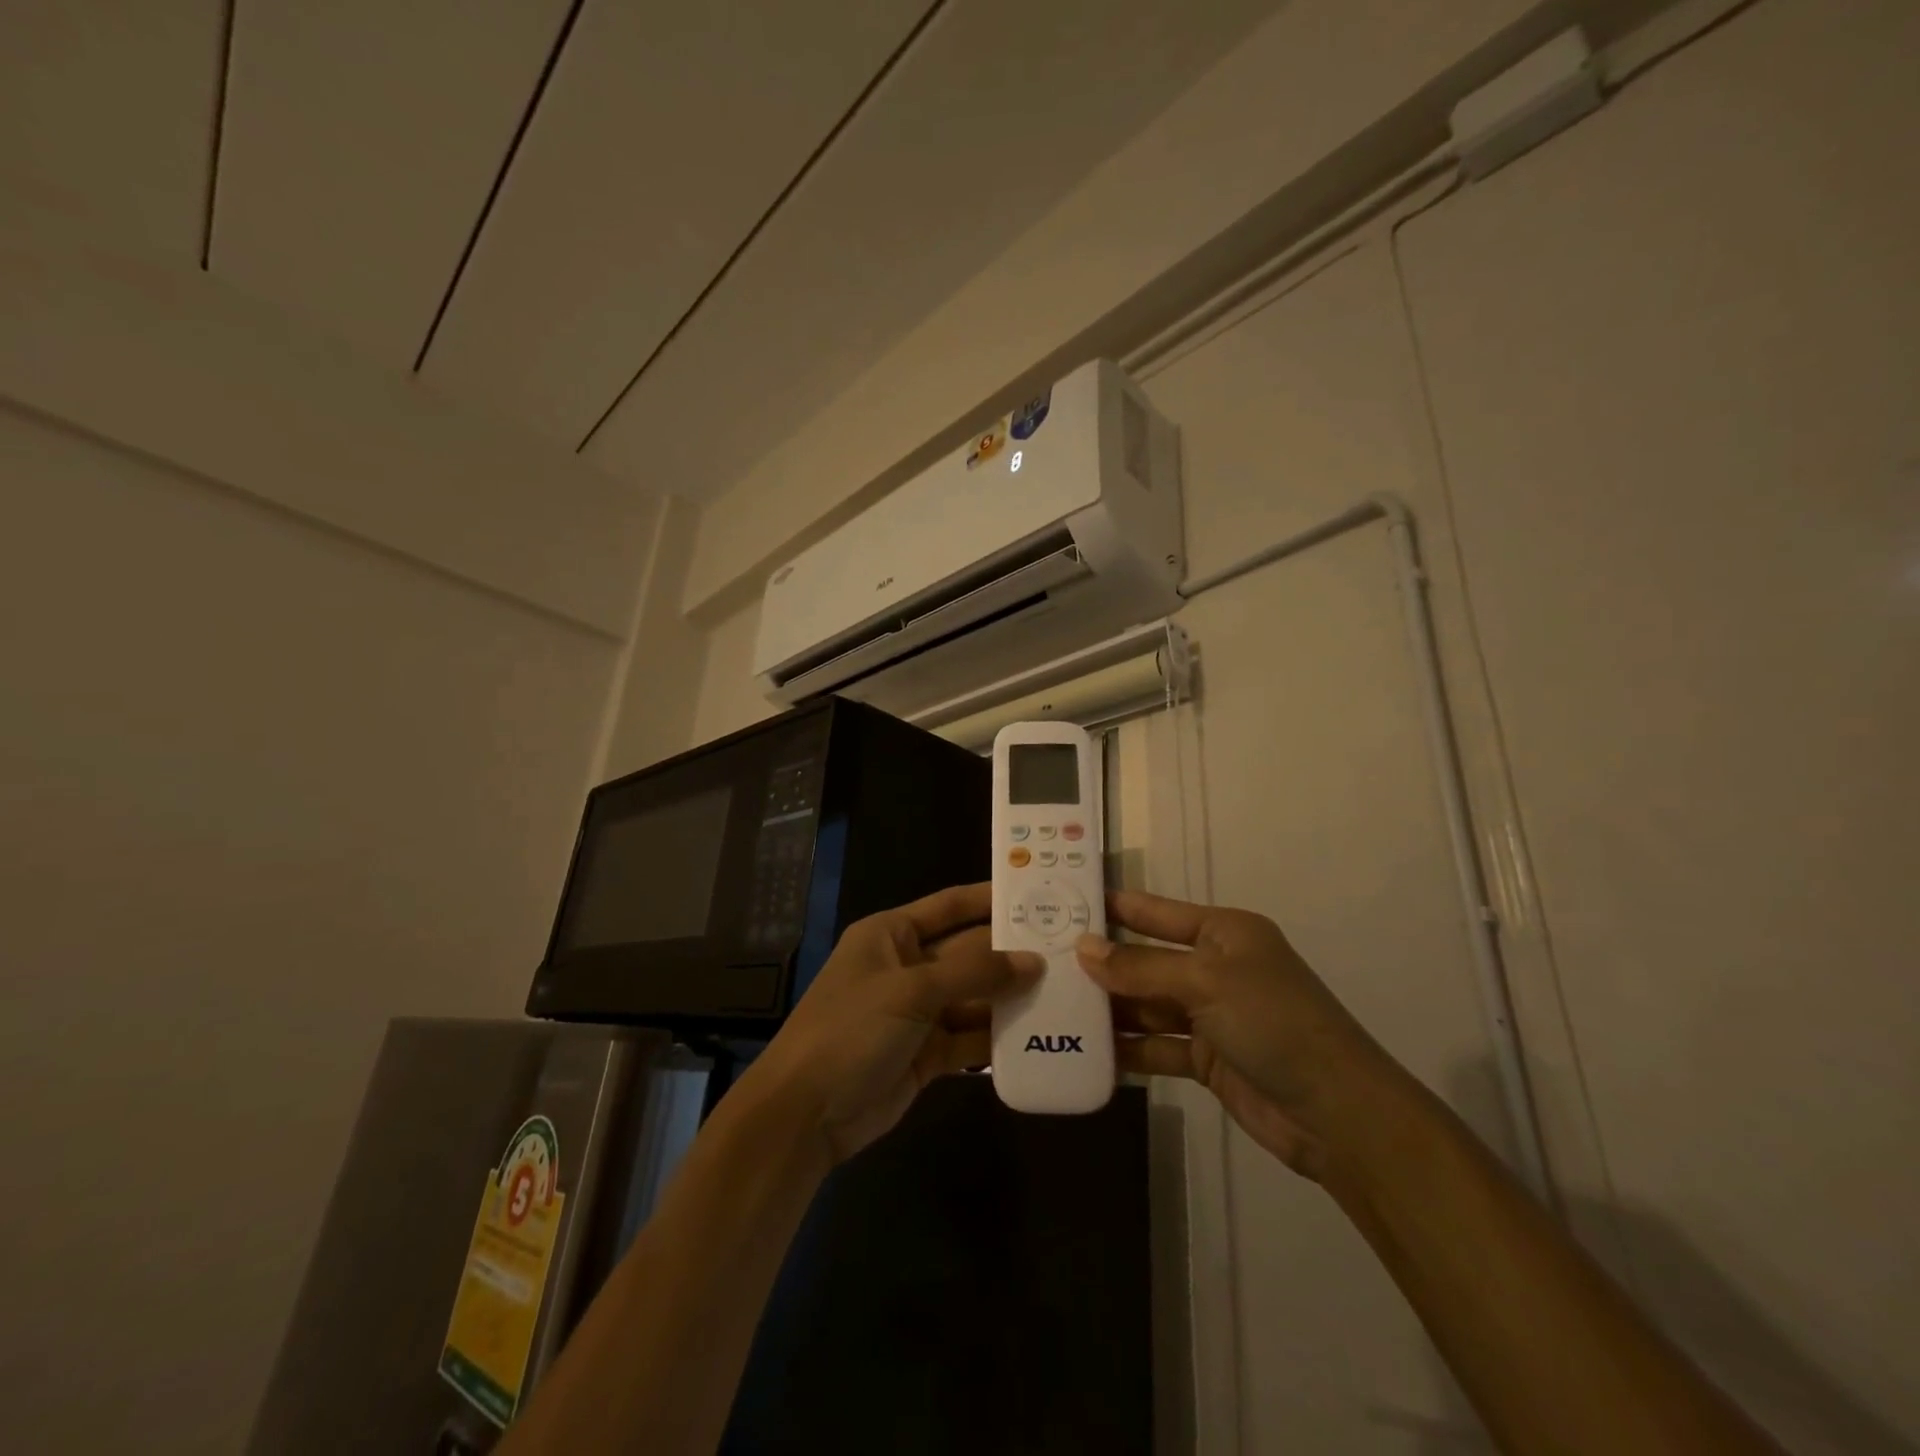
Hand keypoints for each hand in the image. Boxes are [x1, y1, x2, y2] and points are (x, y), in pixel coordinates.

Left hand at [740, 883, 1041, 1164]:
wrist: (805, 1114)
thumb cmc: (851, 1030)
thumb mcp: (911, 991)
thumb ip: (973, 974)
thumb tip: (1032, 962)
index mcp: (892, 935)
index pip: (949, 906)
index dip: (989, 898)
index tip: (1037, 893)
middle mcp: (907, 967)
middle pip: (968, 952)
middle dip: (1010, 953)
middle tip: (1068, 950)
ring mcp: (917, 1012)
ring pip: (974, 996)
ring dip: (1010, 996)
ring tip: (1066, 991)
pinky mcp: (927, 1053)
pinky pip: (970, 1036)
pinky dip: (998, 1036)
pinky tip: (1039, 1034)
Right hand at [1078, 889, 1403, 1179]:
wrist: (1338, 1115)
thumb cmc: (1273, 1022)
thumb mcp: (1205, 982)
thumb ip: (1140, 967)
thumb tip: (1082, 948)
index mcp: (1222, 932)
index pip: (1154, 911)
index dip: (1112, 907)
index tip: (1062, 903)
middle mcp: (1214, 967)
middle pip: (1146, 960)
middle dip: (1102, 963)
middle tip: (1044, 963)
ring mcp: (1210, 1014)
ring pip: (1147, 1004)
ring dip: (1110, 1009)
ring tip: (1054, 1007)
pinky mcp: (1207, 1058)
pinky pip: (1157, 1045)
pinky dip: (1129, 1049)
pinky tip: (1088, 1051)